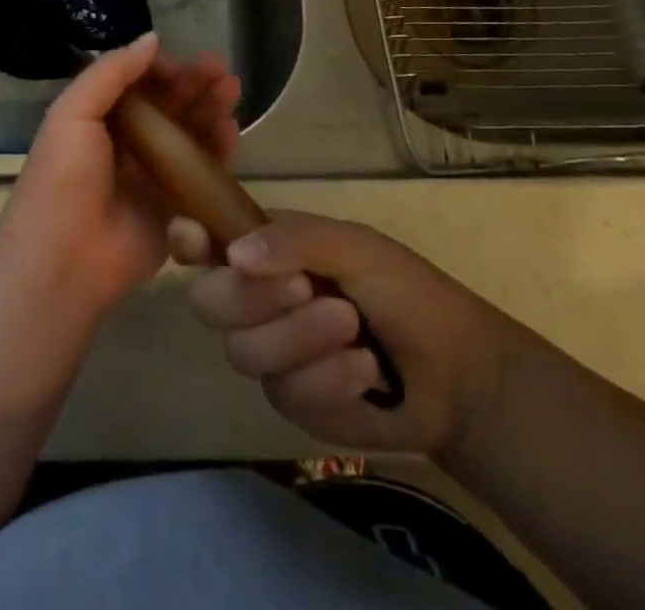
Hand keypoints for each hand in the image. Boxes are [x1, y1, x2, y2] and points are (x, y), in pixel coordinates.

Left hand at [0, 34, 240, 317]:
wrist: (63, 260)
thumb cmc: (63, 178)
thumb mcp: (73, 113)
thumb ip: (111, 72)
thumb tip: (151, 38)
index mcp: (98, 118)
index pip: (137, 82)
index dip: (161, 68)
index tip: (183, 62)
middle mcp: (128, 142)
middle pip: (168, 105)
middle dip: (194, 83)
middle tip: (221, 68)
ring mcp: (153, 175)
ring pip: (189, 134)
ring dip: (210, 109)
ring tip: (231, 91)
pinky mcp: (175, 207)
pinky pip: (202, 173)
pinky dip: (218, 149)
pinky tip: (231, 129)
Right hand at [171, 211, 511, 458]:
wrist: (456, 373)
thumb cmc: (403, 289)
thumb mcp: (353, 246)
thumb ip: (294, 239)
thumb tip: (233, 254)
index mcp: (265, 249)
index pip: (205, 241)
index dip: (188, 240)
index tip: (192, 240)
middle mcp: (255, 297)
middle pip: (209, 301)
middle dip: (256, 298)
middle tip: (307, 288)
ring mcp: (270, 352)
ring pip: (243, 352)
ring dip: (302, 340)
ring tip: (353, 330)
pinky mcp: (293, 403)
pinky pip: (285, 395)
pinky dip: (329, 381)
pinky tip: (365, 374)